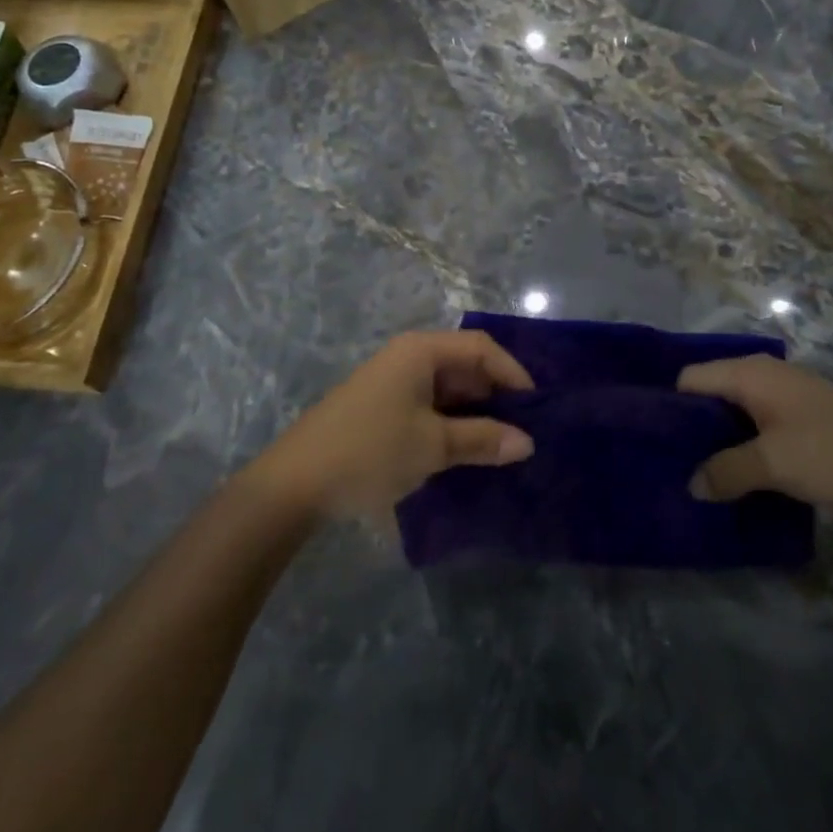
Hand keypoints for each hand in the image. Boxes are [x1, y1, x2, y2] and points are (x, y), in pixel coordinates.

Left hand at [249, 331, 534, 518]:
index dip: (512, 373)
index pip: (481, 348)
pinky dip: (451, 424)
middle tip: (526, 431)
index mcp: (421, 351)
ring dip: (474, 414)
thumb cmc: (370, 451)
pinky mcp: (382, 408)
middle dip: (496, 395)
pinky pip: (429, 406)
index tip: (538, 408)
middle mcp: (408, 357)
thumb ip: (482, 440)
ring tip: (502, 445)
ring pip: (447, 389)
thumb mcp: (432, 446)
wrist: (294, 484)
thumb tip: (527, 442)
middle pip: (465, 365)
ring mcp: (392, 383)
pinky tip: (465, 452)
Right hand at [680, 355, 832, 534]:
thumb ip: (726, 471)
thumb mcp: (776, 463)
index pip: (688, 380)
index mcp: (751, 374)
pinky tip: (736, 491)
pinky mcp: (809, 435)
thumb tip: (691, 484)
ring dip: (719, 452)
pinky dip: (746, 461)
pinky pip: (762, 442)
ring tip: (694, 486)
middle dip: (690, 433)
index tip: (646, 443)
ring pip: (736, 424)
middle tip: (665, 471)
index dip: (665, 407)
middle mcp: (766, 382)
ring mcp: (789, 408)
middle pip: (710, 401)